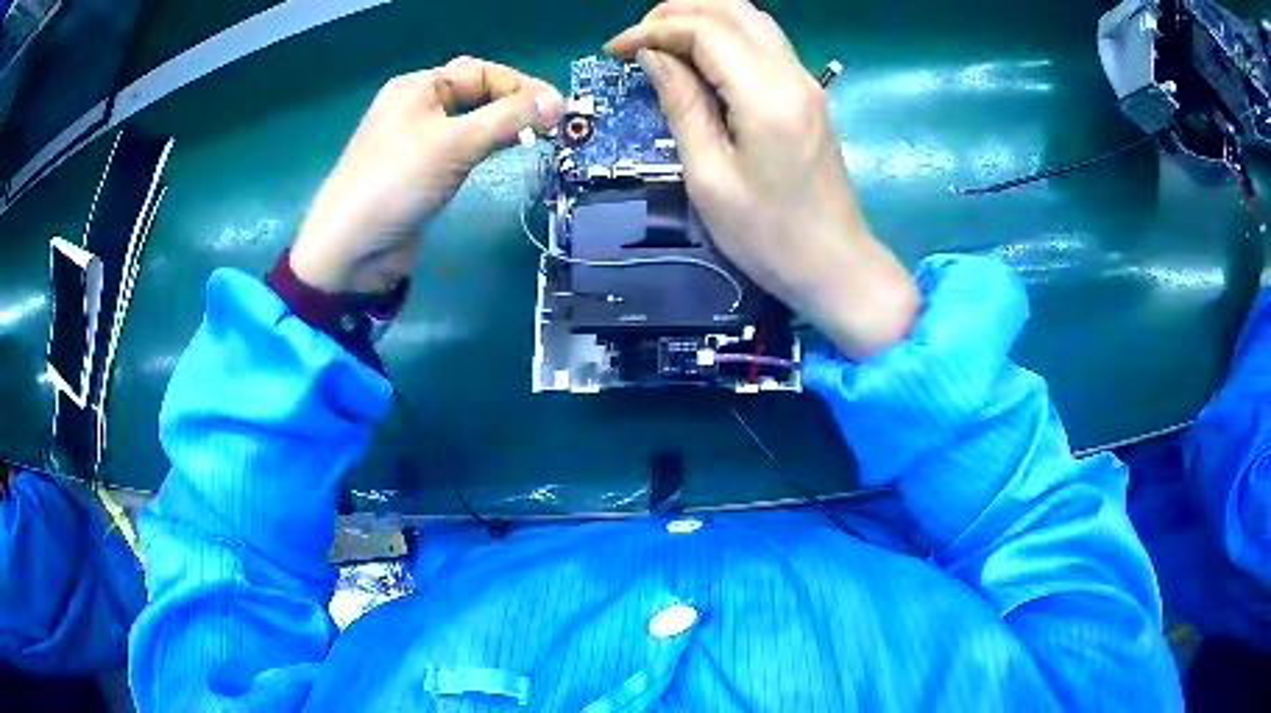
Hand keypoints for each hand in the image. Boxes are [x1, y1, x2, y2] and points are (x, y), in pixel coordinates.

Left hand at [290, 57, 564, 293]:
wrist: (350, 250)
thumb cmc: (397, 183)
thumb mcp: (455, 143)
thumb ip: (509, 118)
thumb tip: (560, 102)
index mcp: (417, 87)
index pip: (480, 72)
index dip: (520, 86)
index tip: (558, 110)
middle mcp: (416, 107)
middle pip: (476, 94)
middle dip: (514, 105)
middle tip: (552, 126)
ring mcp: (416, 141)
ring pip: (470, 123)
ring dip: (502, 127)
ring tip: (536, 139)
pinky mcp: (420, 173)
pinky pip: (460, 149)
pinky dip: (485, 148)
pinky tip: (503, 155)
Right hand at [606, 1, 918, 358]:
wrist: (835, 265)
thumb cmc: (767, 236)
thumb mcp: (709, 176)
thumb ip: (682, 105)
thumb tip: (654, 57)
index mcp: (766, 95)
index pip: (705, 30)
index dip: (653, 31)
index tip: (614, 51)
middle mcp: (792, 74)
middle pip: (732, 10)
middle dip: (676, 13)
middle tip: (635, 40)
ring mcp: (806, 81)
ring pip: (751, 20)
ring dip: (702, 19)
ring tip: (661, 43)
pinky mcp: (809, 94)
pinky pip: (765, 43)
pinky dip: (726, 36)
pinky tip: (699, 58)